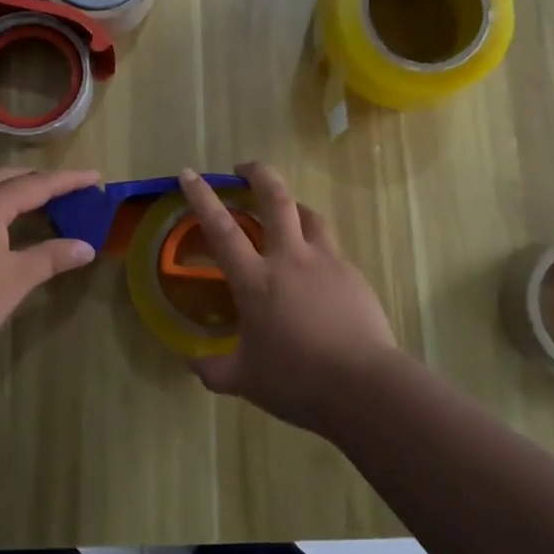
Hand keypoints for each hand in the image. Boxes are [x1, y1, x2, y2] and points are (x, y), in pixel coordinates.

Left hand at [0, 166, 100, 374]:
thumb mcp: (17, 278)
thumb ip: (52, 257)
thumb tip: (86, 247)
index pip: (36, 184)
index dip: (68, 180)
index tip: (94, 176)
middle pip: (7, 177)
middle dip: (38, 180)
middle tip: (67, 190)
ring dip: (14, 192)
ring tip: (39, 206)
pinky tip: (3, 229)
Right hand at [177, 162, 398, 432]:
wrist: (364, 386)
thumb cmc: (297, 380)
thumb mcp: (246, 380)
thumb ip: (215, 370)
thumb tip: (192, 364)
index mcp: (256, 280)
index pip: (222, 228)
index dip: (202, 197)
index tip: (189, 173)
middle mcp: (290, 259)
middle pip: (275, 198)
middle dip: (258, 173)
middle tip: (244, 168)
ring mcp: (326, 262)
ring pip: (309, 215)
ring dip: (292, 204)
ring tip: (284, 211)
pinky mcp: (353, 275)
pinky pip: (330, 249)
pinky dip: (316, 247)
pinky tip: (316, 270)